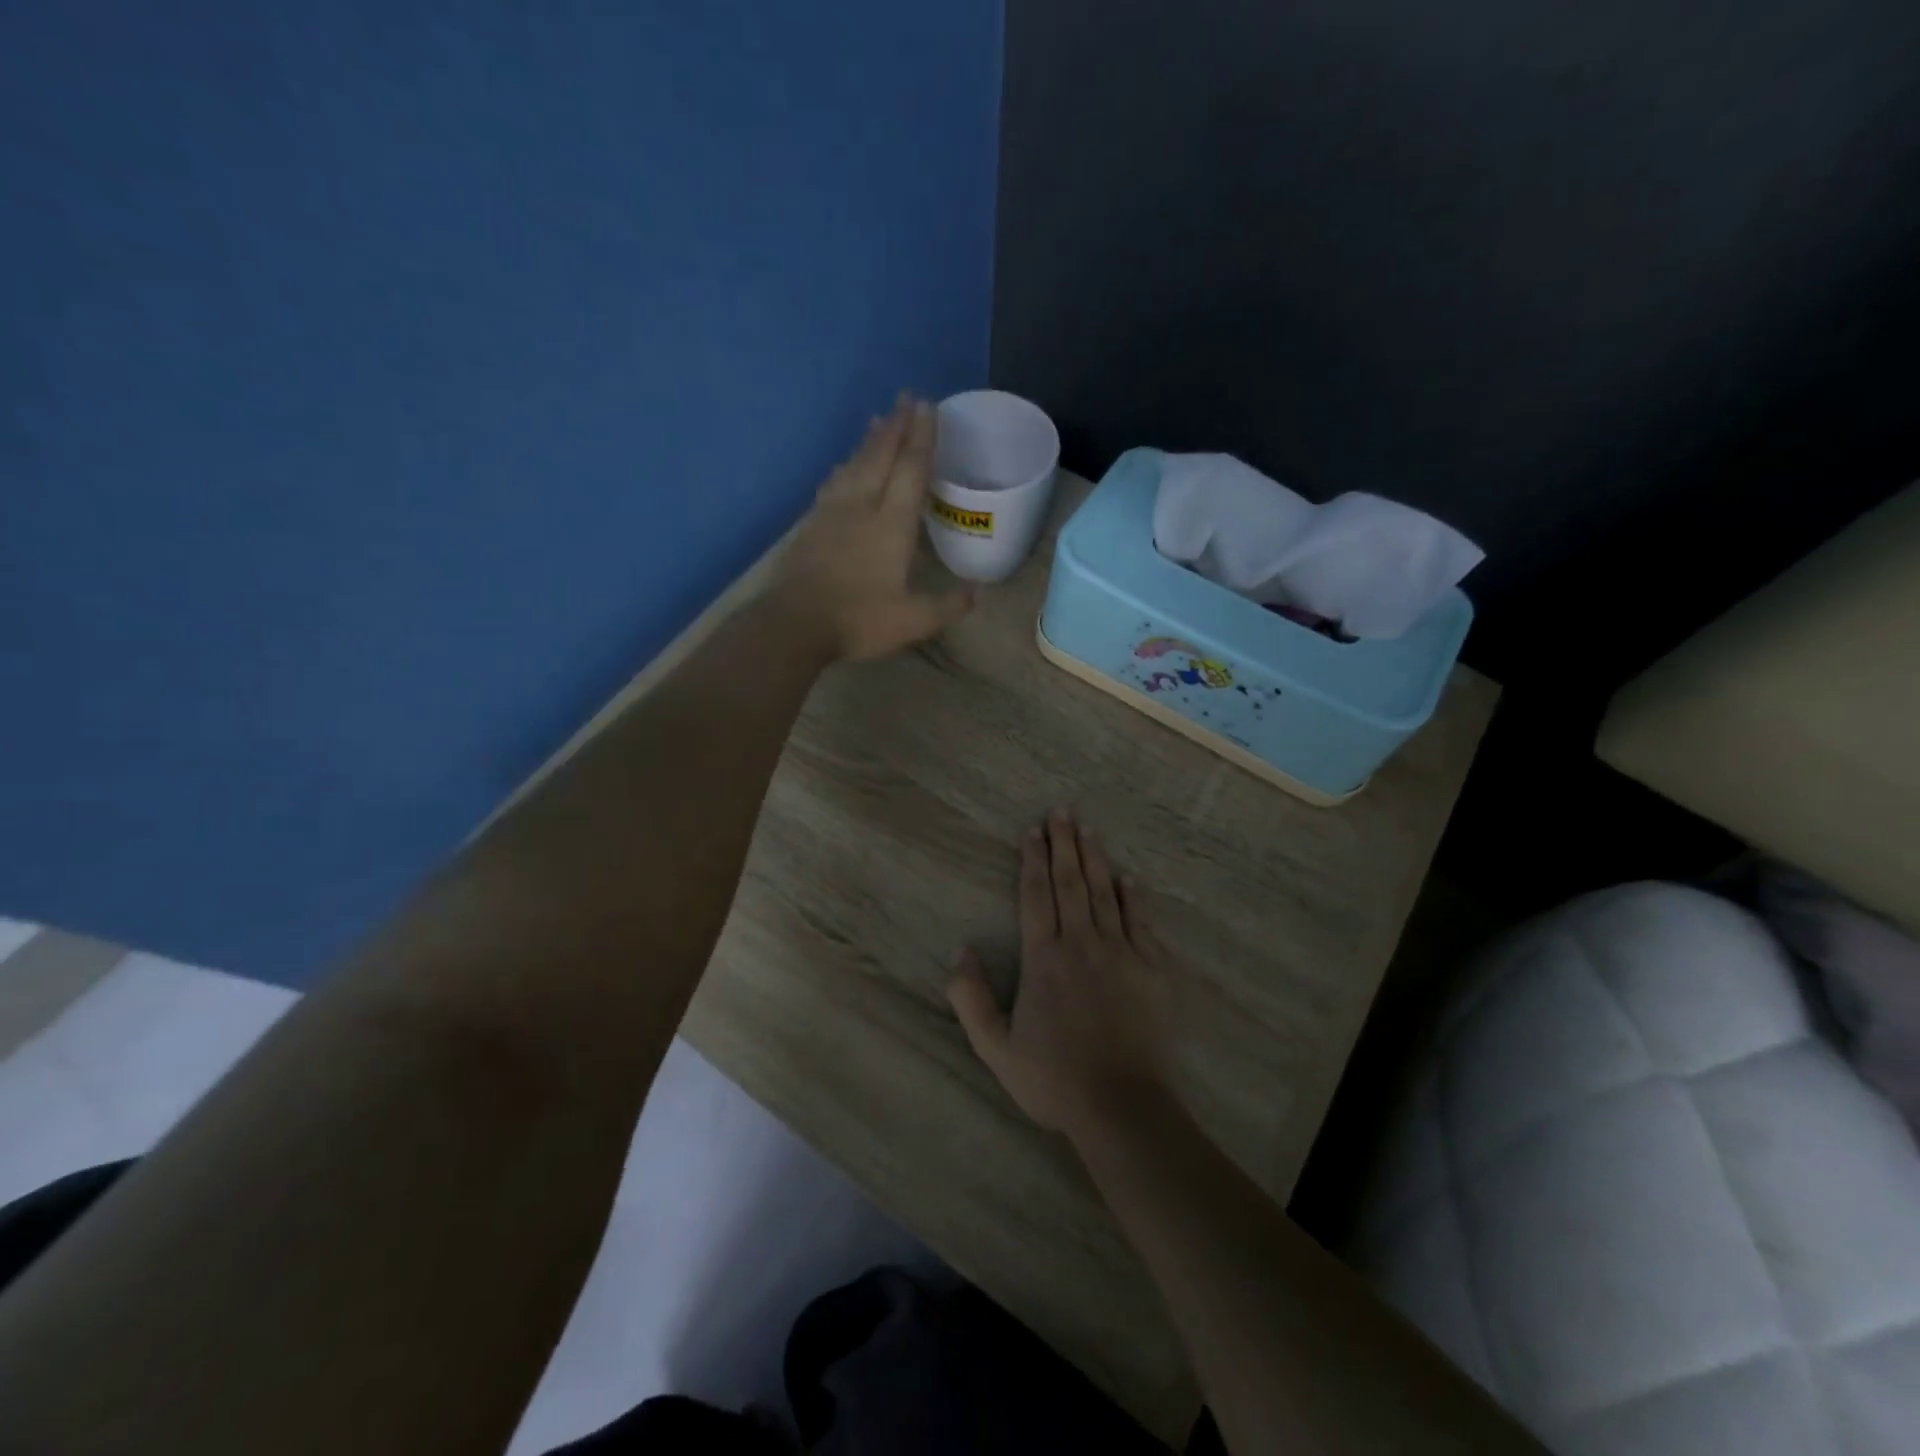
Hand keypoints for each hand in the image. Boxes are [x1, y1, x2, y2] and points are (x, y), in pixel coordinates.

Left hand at [775, 394, 973, 662]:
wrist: (793, 624)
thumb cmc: (858, 620)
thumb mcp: (913, 621)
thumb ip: (947, 606)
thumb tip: (977, 593)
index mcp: (892, 525)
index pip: (912, 470)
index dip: (922, 438)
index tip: (928, 407)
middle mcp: (862, 507)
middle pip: (880, 456)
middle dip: (896, 426)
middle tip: (906, 398)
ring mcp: (832, 513)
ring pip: (854, 465)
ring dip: (869, 441)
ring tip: (878, 421)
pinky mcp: (810, 525)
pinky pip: (832, 483)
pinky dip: (844, 466)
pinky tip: (842, 466)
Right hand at [948, 809, 1175, 1144]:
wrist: (1121, 1105)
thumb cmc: (1053, 1078)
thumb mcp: (995, 1047)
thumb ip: (972, 998)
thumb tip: (961, 951)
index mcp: (1044, 958)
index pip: (1036, 895)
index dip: (1033, 859)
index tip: (1032, 830)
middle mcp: (1081, 944)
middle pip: (1070, 883)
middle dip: (1065, 844)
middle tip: (1062, 812)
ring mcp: (1120, 953)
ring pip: (1104, 894)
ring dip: (1095, 859)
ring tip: (1088, 829)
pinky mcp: (1151, 969)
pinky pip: (1140, 922)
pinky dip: (1133, 897)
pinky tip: (1128, 878)